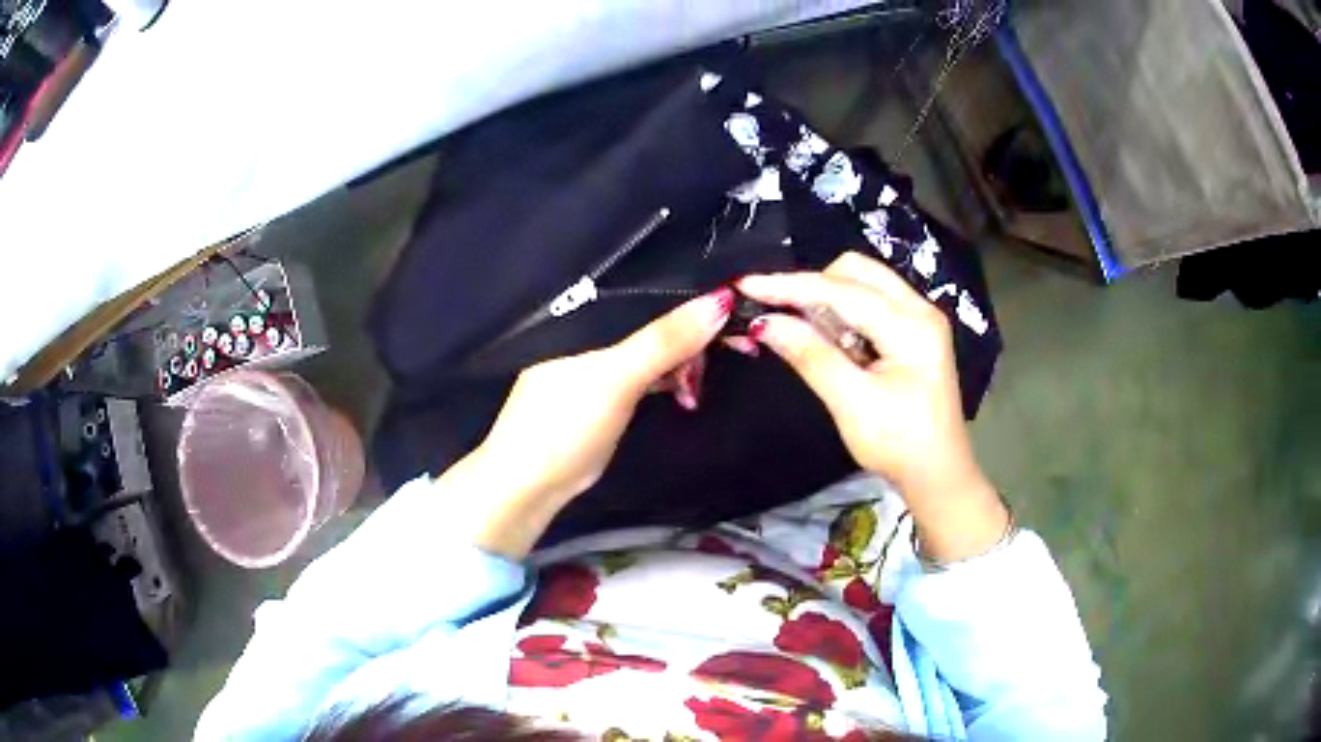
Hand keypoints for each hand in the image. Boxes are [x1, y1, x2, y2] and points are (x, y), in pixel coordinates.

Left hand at [454, 288, 733, 557]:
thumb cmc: (565, 423)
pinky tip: (686, 394)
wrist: (530, 483)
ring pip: (656, 345)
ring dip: (686, 362)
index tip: (737, 307)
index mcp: (586, 311)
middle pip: (656, 317)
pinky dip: (670, 378)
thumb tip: (724, 298)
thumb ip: (666, 338)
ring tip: (695, 391)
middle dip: (694, 336)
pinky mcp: (607, 387)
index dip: (692, 294)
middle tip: (731, 353)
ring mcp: (599, 358)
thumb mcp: (617, 376)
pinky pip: (649, 369)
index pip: (648, 287)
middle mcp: (593, 327)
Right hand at [738, 252, 1006, 560]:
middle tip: (784, 319)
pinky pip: (870, 303)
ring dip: (828, 299)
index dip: (791, 286)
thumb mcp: (852, 403)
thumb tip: (763, 322)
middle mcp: (919, 308)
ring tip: (807, 335)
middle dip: (815, 286)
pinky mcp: (913, 331)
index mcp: (912, 325)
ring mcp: (919, 318)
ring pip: (863, 283)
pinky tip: (832, 342)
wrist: (937, 475)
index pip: (843, 290)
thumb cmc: (899, 444)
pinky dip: (843, 313)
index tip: (746, 285)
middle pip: (857, 271)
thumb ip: (810, 356)